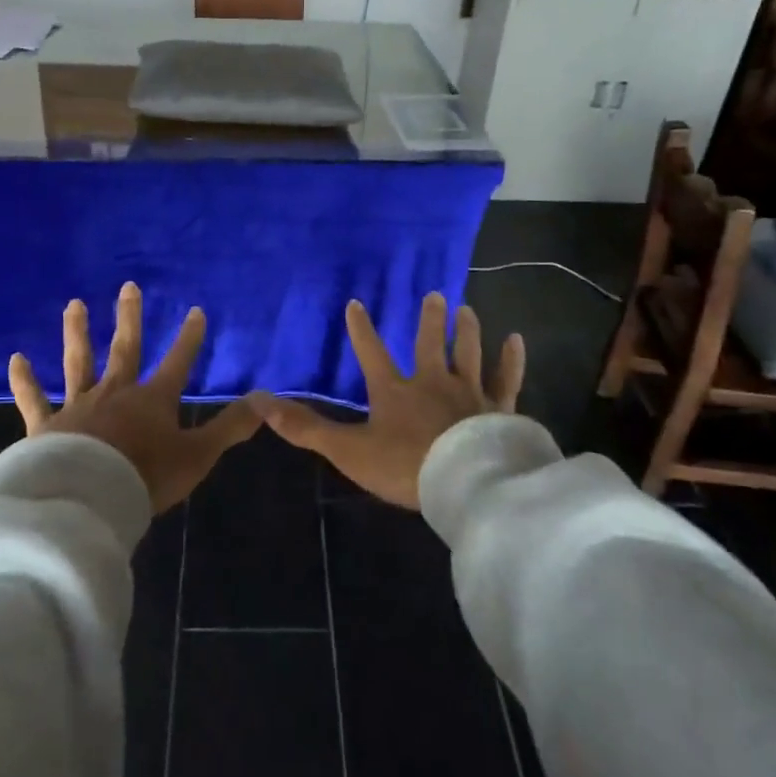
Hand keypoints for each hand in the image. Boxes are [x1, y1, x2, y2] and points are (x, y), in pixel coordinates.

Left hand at [8, 282, 262, 513]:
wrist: (87, 500)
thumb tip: (267, 399)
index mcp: (153, 400)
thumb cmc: (146, 478)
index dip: (189, 338)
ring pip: (79, 362)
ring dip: (78, 333)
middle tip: (128, 286)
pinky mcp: (46, 426)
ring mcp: (79, 406)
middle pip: (125, 348)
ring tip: (74, 305)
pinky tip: (16, 359)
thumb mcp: (198, 455)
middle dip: (129, 318)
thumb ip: (230, 427)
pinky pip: (34, 400)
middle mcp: (116, 393)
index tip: (195, 311)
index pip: (178, 361)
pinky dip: (25, 380)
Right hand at [259, 293, 524, 508]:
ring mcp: (469, 392)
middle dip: (430, 319)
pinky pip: (506, 378)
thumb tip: (260, 402)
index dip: (362, 329)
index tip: (356, 303)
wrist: (464, 482)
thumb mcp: (348, 450)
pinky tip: (516, 339)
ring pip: (468, 352)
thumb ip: (306, 428)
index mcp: (394, 391)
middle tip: (434, 294)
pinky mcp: (498, 407)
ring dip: (467, 330)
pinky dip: (511, 359)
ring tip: (466, 309)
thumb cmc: (404, 465)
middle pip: (430, 343)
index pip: (371, 352)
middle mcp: (432, 381)